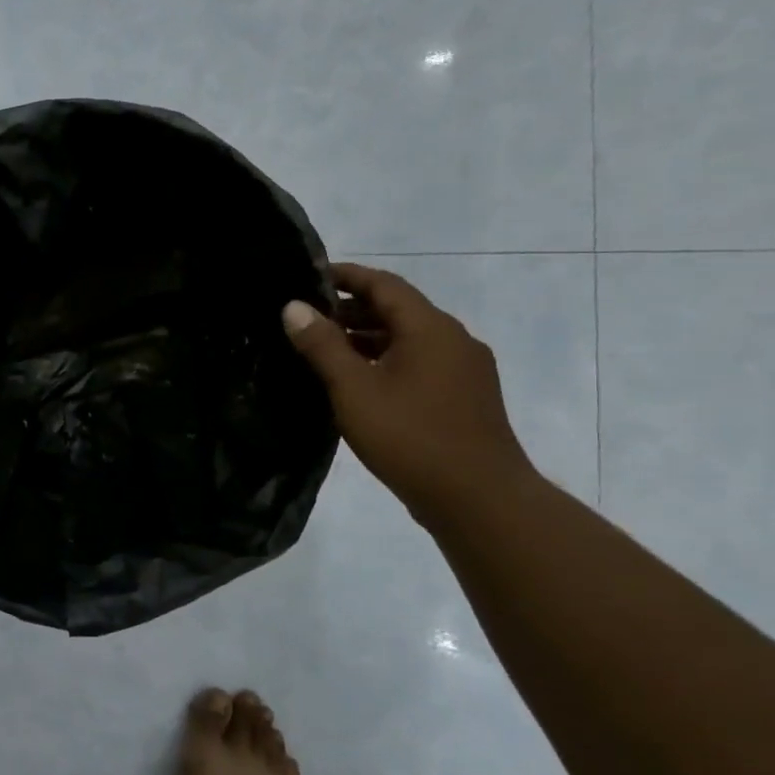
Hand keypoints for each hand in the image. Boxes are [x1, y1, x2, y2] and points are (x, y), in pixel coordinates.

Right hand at [282, 263, 534, 523]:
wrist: (480, 499)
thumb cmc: (410, 436)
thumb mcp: (354, 389)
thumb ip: (322, 345)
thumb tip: (294, 307)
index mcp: (430, 329)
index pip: (384, 284)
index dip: (346, 275)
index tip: (308, 277)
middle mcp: (453, 340)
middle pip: (398, 310)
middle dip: (352, 309)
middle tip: (307, 317)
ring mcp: (464, 370)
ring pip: (408, 339)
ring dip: (367, 337)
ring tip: (324, 350)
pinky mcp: (464, 397)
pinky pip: (419, 363)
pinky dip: (385, 360)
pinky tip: (358, 383)